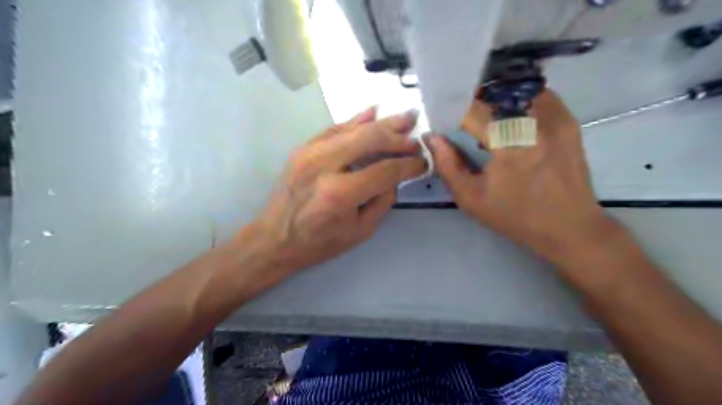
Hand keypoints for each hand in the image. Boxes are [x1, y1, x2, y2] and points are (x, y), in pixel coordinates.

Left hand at [250, 107, 423, 272]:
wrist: (274, 238)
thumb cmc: (319, 242)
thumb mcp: (361, 230)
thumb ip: (383, 200)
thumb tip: (396, 175)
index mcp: (341, 193)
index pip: (386, 170)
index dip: (409, 164)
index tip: (423, 162)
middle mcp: (324, 165)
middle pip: (371, 139)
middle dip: (398, 138)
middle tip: (416, 138)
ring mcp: (310, 152)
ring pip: (354, 128)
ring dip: (382, 123)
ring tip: (406, 118)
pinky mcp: (303, 148)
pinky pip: (335, 128)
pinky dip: (356, 120)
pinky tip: (373, 112)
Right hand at [430, 90, 610, 262]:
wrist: (569, 227)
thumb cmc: (515, 216)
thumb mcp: (471, 198)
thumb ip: (447, 165)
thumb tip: (432, 137)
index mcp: (508, 143)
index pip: (471, 109)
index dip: (451, 111)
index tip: (443, 121)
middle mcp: (534, 121)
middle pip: (492, 95)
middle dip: (472, 105)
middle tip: (463, 123)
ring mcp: (555, 117)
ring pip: (515, 90)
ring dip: (495, 101)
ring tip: (487, 122)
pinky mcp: (567, 120)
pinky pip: (537, 96)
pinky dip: (518, 102)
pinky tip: (511, 121)